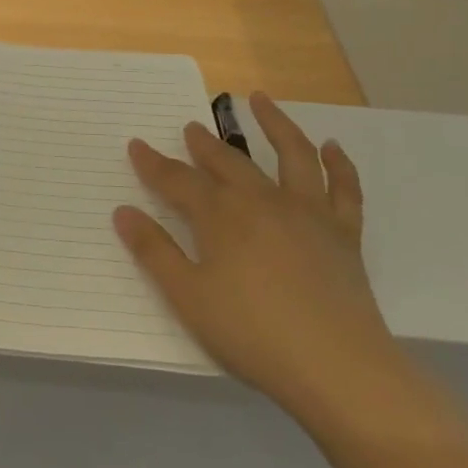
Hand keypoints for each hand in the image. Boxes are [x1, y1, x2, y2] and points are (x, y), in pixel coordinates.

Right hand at [113, 93, 402, 425]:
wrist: (337, 367)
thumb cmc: (251, 333)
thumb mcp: (188, 296)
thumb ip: (154, 251)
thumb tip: (123, 211)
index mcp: (220, 216)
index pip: (178, 180)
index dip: (153, 163)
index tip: (136, 145)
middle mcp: (262, 201)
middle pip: (228, 162)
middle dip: (205, 143)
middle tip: (191, 126)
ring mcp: (307, 213)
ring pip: (292, 155)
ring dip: (276, 124)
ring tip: (261, 100)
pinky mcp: (343, 233)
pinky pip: (344, 189)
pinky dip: (339, 164)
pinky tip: (332, 147)